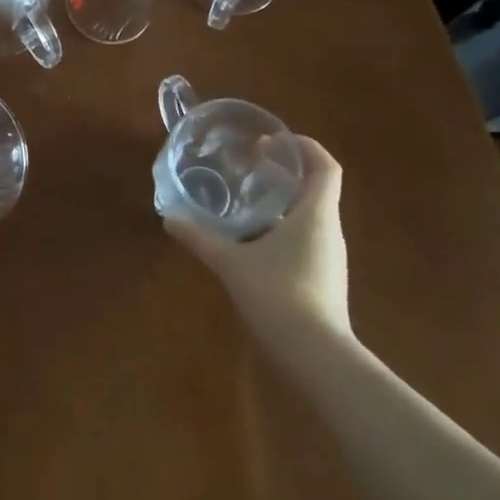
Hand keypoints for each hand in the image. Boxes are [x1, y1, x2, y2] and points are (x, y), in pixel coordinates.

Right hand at [163, 135, 350, 343]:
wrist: (316, 357)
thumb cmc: (279, 295)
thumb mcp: (232, 263)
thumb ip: (201, 239)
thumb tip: (169, 219)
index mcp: (316, 215)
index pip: (326, 167)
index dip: (305, 147)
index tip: (273, 142)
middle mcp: (330, 231)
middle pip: (317, 190)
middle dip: (287, 174)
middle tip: (252, 166)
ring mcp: (330, 259)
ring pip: (310, 218)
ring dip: (283, 204)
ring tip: (247, 202)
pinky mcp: (324, 281)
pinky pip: (306, 242)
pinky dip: (283, 231)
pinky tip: (254, 244)